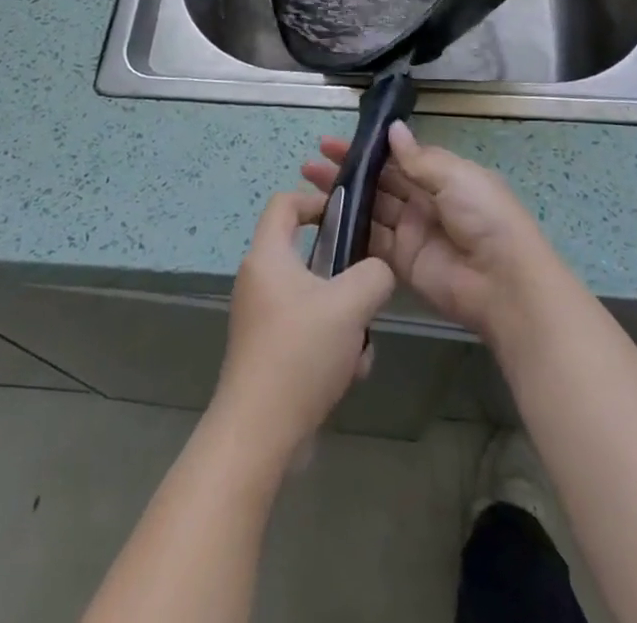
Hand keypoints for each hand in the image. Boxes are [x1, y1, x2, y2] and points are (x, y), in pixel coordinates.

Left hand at [209, 191, 395, 470]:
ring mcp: (262, 319)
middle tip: (366, 293)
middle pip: (308, 255)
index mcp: (268, 256)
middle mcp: (259, 281)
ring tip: (358, 347)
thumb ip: (374, 274)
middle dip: (344, 275)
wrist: (259, 435)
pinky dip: (331, 347)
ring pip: (316, 299)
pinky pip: (309, 333)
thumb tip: (377, 271)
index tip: (348, 218)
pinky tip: (347, 376)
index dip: (317, 200)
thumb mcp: (351, 304)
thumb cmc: (300, 353)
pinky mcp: (269, 353)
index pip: (285, 202)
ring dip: (344, 319)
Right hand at [301, 122, 558, 344]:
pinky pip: (372, 241)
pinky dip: (351, 230)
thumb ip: (418, 159)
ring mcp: (411, 232)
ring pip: (371, 208)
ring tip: (308, 183)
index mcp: (442, 176)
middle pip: (380, 182)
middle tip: (312, 162)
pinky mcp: (402, 261)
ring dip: (343, 196)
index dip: (369, 150)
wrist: (502, 281)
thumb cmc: (484, 217)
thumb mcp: (455, 177)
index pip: (398, 157)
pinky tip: (324, 218)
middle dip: (349, 171)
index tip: (336, 141)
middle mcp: (424, 201)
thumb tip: (393, 129)